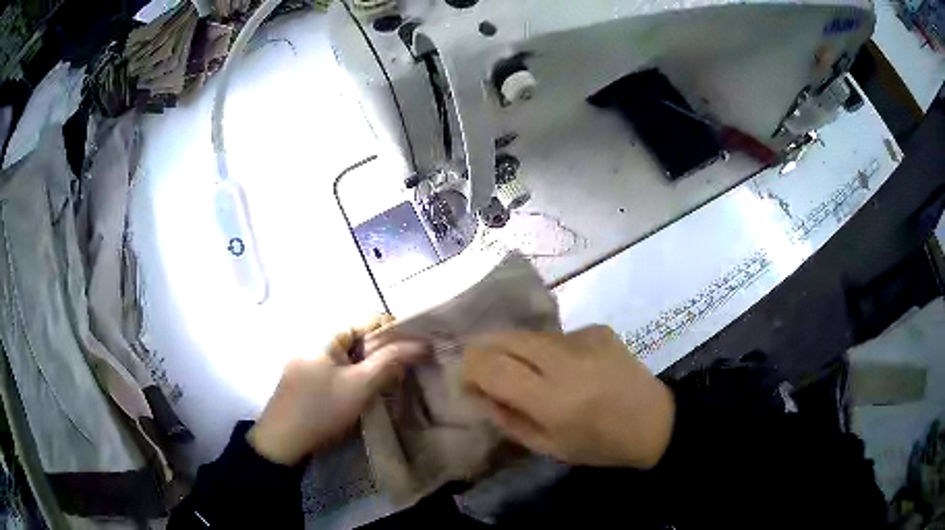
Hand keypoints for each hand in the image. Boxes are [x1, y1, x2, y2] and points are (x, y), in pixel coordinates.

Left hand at [248, 316, 428, 465]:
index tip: (414, 351)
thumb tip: (421, 344)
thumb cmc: (322, 409)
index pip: (368, 321)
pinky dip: (352, 377)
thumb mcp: (360, 386)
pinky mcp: (304, 379)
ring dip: (368, 367)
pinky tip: (361, 394)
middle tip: (401, 373)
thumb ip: (390, 362)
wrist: (282, 441)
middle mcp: (314, 342)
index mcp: (326, 336)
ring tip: (386, 385)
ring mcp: (307, 361)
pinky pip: (336, 370)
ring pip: (348, 357)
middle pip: (358, 339)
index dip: (394, 332)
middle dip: (382, 353)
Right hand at [463, 326, 674, 468]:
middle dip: (485, 352)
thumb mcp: (548, 447)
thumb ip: (507, 418)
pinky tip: (566, 369)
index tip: (467, 381)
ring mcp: (584, 339)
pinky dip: (547, 350)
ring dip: (516, 352)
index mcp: (553, 399)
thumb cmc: (599, 445)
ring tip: (530, 374)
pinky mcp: (597, 329)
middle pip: (504, 338)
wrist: (655, 422)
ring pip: (528, 335)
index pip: (491, 366)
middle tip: (488, 373)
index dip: (469, 368)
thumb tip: (478, 391)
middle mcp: (566, 361)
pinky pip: (555, 335)